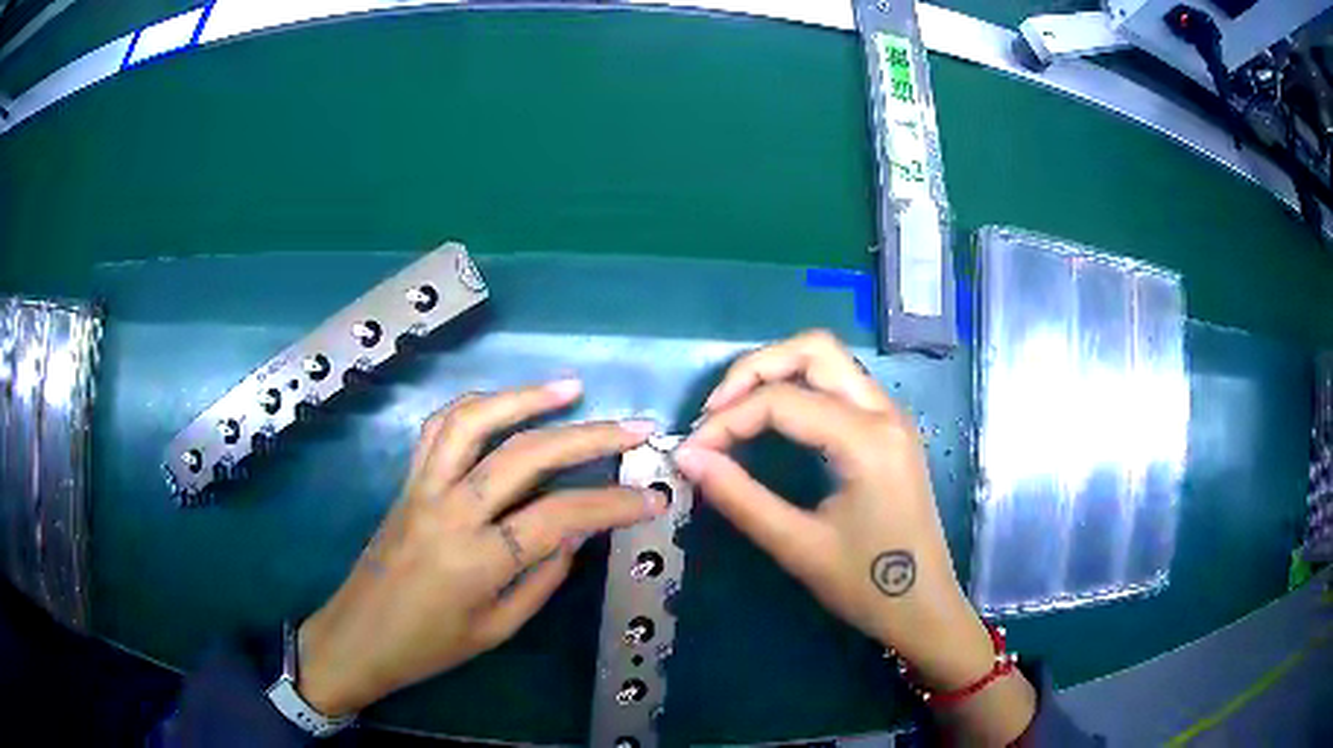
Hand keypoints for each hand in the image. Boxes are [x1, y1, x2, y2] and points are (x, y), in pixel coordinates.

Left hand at [296, 380, 666, 715]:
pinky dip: (475, 406)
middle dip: (589, 436)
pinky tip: (505, 404)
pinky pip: (438, 428)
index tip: (655, 497)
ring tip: (570, 387)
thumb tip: (578, 531)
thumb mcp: (498, 629)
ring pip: (474, 421)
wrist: (357, 637)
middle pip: (525, 455)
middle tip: (635, 428)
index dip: (614, 504)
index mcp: (477, 560)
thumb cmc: (429, 648)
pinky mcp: (407, 481)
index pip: (559, 515)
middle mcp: (450, 511)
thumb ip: (543, 577)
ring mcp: (423, 488)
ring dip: (525, 398)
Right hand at [675, 331, 1034, 743]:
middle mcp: (884, 413)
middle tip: (715, 411)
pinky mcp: (889, 431)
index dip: (728, 420)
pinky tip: (775, 421)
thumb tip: (688, 458)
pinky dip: (801, 388)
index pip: (782, 401)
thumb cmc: (867, 585)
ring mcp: (891, 418)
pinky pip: (841, 386)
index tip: (692, 451)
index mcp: (868, 440)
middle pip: (814, 350)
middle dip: (756, 369)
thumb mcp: (798, 546)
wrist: (924, 609)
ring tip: (736, 412)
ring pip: (830, 361)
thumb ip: (740, 497)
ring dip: (779, 373)